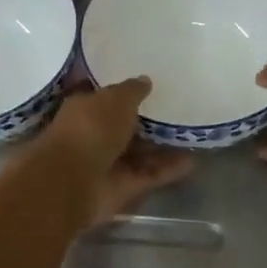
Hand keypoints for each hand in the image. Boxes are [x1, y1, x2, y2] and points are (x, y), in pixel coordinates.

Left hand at [33, 78, 193, 227]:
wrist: (73, 180)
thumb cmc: (90, 128)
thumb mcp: (116, 99)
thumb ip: (132, 90)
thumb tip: (145, 80)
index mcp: (84, 109)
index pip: (106, 98)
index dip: (125, 93)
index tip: (150, 87)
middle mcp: (94, 135)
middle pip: (124, 127)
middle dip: (146, 121)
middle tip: (178, 110)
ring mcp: (108, 163)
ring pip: (139, 153)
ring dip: (162, 146)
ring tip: (191, 135)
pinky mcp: (122, 187)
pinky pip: (150, 174)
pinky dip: (169, 169)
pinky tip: (193, 160)